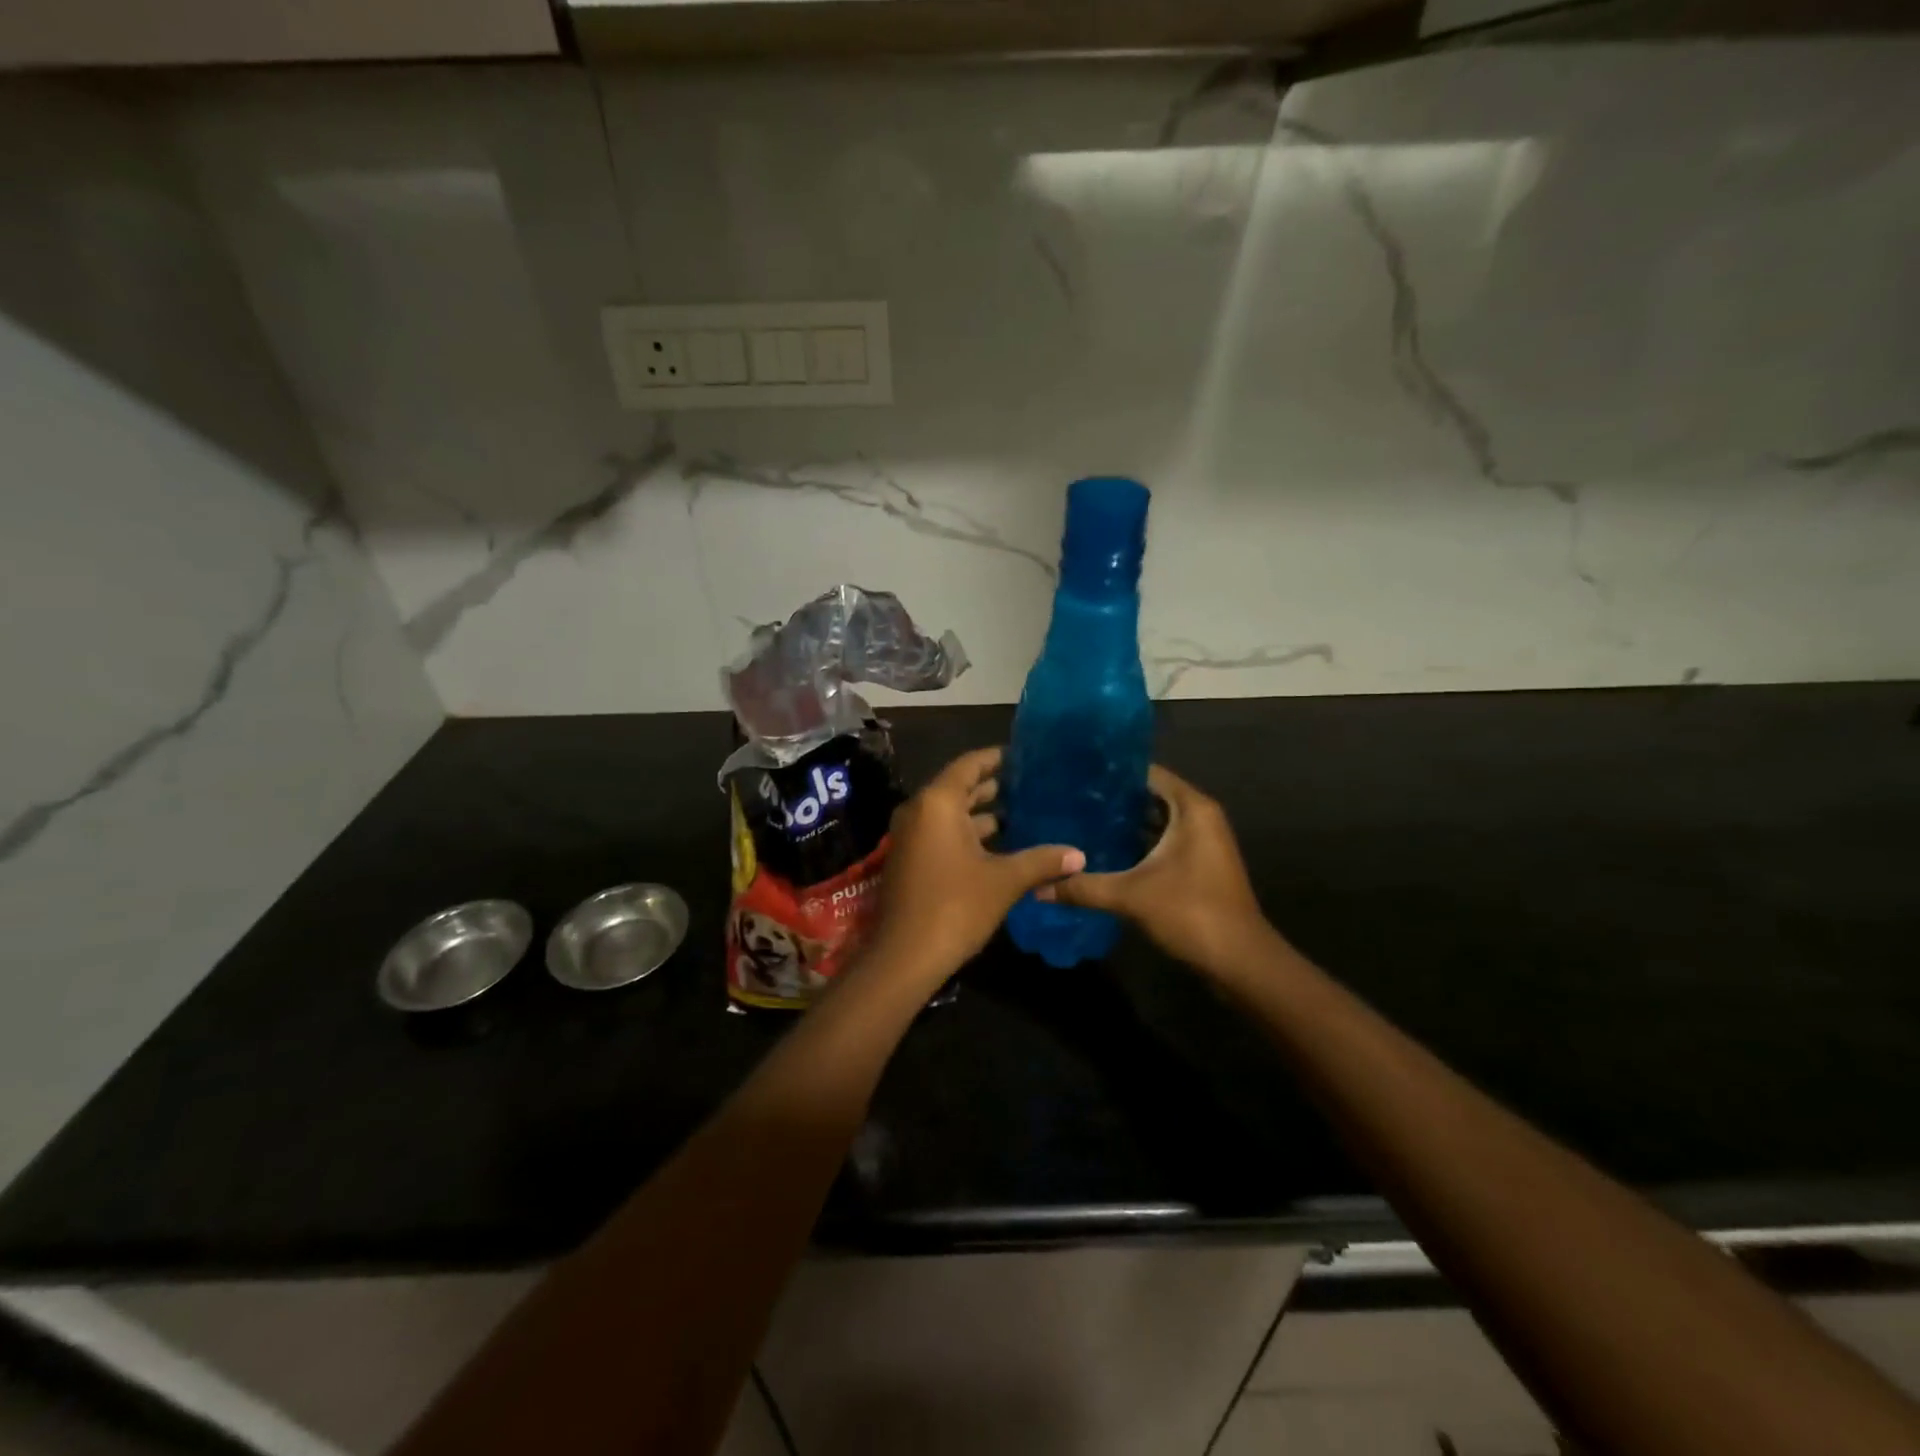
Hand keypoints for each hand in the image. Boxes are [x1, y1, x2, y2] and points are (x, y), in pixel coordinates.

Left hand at [868, 747, 1083, 985]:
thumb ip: (1042, 861)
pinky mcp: (911, 858)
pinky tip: (1003, 845)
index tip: (1026, 757)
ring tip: (1024, 813)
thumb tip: (1080, 855)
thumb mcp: (1004, 881)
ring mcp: (911, 836)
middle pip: (960, 787)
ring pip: (952, 813)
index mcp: (938, 803)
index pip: (970, 765)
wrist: (905, 956)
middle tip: (1032, 785)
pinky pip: (943, 832)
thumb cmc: (955, 906)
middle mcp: (919, 810)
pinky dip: (970, 833)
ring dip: (984, 813)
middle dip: (995, 787)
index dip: (998, 758)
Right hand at [1040, 764, 1275, 978]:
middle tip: (1071, 797)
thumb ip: (1083, 888)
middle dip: (1115, 798)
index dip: (1115, 771)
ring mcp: (1203, 842)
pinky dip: (1139, 843)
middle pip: (1152, 796)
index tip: (1077, 772)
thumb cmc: (1191, 912)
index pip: (1149, 773)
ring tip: (1081, 820)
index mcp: (1192, 809)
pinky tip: (1105, 851)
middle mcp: (1201, 817)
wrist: (1240, 960)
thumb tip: (1038, 889)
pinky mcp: (1200, 865)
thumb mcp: (1131, 896)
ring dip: (1126, 822)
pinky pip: (1164, 841)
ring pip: (1158, 821)